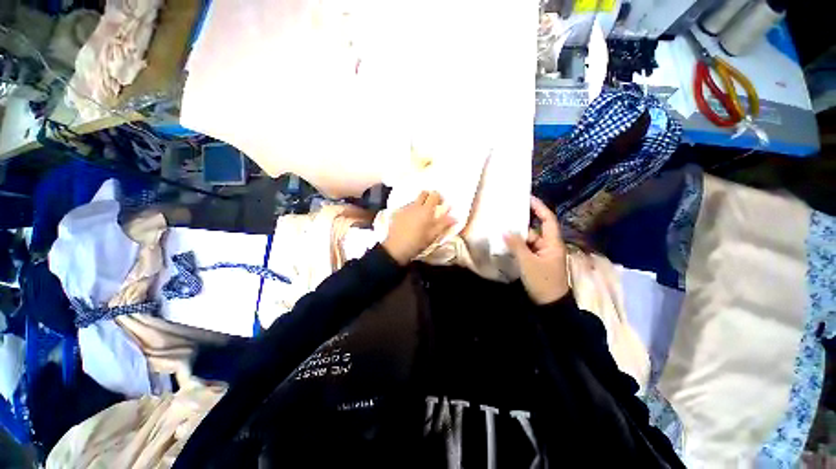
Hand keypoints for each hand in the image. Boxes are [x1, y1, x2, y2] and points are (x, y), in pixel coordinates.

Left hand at [383, 191, 455, 265]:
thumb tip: (455, 217)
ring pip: (414, 200)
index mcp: (426, 210)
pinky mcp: (397, 213)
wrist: (396, 248)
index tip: (441, 204)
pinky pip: (406, 207)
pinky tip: (410, 221)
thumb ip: (443, 224)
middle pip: (423, 193)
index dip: (439, 197)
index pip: (434, 195)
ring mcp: (405, 208)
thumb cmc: (417, 242)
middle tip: (432, 207)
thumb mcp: (433, 235)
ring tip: (420, 217)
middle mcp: (415, 206)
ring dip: (419, 204)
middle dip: (429, 196)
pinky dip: (410, 210)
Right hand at [504, 196, 568, 304]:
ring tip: (501, 229)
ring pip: (529, 240)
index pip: (547, 219)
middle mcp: (548, 245)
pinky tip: (505, 243)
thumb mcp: (528, 263)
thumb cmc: (543, 282)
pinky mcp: (536, 261)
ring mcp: (542, 254)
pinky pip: (526, 249)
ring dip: (517, 237)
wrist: (550, 305)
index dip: (539, 207)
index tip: (527, 198)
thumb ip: (516, 245)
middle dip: (522, 224)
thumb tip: (505, 231)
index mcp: (552, 243)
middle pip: (535, 230)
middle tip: (507, 215)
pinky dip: (517, 246)